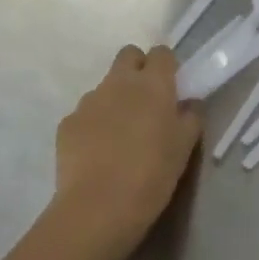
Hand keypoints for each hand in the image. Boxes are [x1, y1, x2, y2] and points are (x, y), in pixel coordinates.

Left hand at [53, 45, 202, 253]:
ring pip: (105, 86)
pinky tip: (97, 154)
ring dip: (114, 100)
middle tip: (145, 101)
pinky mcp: (68, 122)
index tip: (171, 87)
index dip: (166, 66)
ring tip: (119, 136)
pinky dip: (93, 125)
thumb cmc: (152, 174)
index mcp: (153, 84)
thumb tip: (189, 103)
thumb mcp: (184, 148)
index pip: (161, 53)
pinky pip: (85, 114)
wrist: (98, 207)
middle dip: (137, 69)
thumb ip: (190, 117)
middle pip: (128, 55)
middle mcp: (119, 82)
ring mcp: (89, 100)